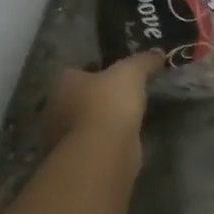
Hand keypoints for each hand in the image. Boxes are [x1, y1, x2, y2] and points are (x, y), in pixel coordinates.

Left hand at [44, 51, 165, 148]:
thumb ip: (144, 61)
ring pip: (84, 123)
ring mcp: (61, 138)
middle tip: (122, 96)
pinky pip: (92, 144)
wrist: (104, 151)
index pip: (76, 71)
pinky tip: (123, 139)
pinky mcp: (74, 160)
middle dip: (96, 98)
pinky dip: (105, 142)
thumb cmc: (109, 102)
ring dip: (100, 122)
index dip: (96, 71)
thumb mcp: (132, 72)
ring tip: (127, 118)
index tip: (116, 75)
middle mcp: (55, 109)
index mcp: (62, 83)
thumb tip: (158, 52)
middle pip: (78, 98)